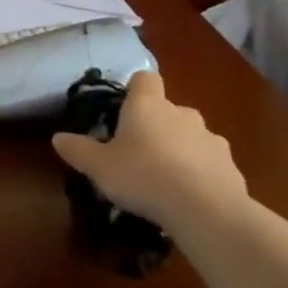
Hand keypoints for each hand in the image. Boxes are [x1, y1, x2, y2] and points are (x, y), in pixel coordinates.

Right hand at [51, 70, 246, 227]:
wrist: (205, 209)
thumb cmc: (142, 176)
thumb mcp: (98, 166)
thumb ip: (77, 150)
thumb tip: (57, 138)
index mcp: (147, 105)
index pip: (145, 79)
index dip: (135, 90)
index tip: (124, 110)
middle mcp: (181, 113)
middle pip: (167, 110)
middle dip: (155, 126)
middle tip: (137, 153)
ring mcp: (210, 138)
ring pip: (190, 136)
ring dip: (178, 150)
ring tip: (163, 179)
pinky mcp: (230, 165)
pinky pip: (208, 162)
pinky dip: (199, 173)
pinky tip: (187, 197)